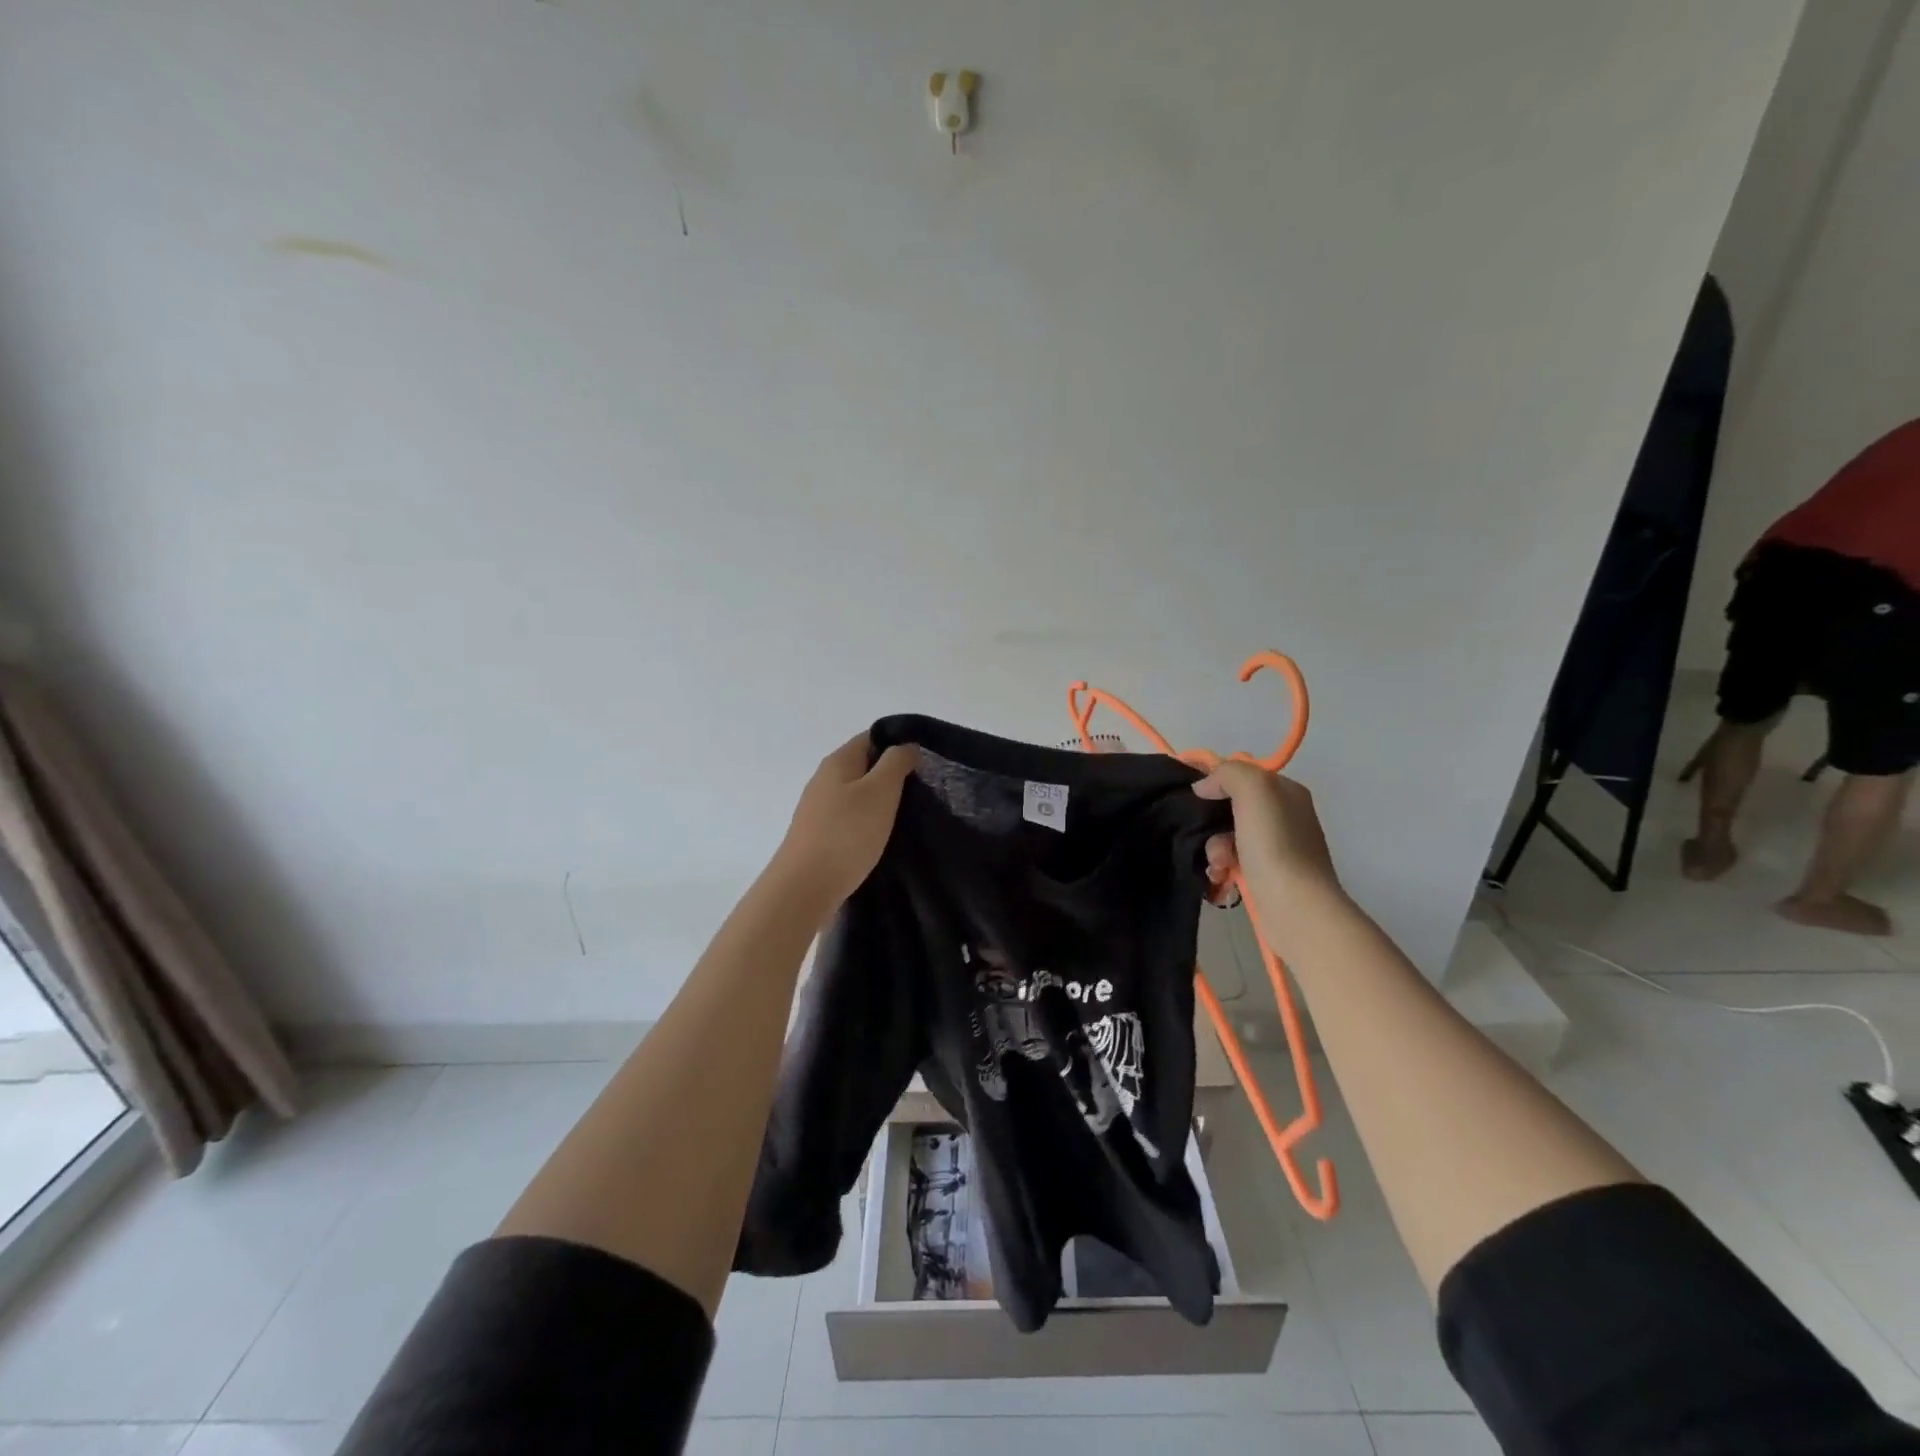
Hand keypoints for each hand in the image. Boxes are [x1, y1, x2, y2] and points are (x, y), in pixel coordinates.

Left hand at [774, 734, 918, 908]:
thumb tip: (906, 746)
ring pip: (857, 794)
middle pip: (864, 766)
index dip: (898, 744)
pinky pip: (850, 818)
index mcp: (838, 762)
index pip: (871, 738)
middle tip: (921, 791)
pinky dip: (868, 822)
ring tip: (906, 816)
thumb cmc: (847, 834)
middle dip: (892, 775)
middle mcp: (824, 780)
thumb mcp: (880, 791)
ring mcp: (818, 809)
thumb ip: (896, 763)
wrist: (804, 887)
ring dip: (880, 801)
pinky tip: (882, 837)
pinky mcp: (819, 835)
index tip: (924, 763)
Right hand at [1195, 760, 1341, 907]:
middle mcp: (1285, 817)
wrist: (1296, 908)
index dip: (1216, 781)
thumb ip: (1228, 774)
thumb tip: (1204, 786)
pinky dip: (1221, 869)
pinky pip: (1232, 863)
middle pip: (1231, 808)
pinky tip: (1220, 878)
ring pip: (1227, 837)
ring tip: (1218, 866)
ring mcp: (1277, 849)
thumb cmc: (1276, 845)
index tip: (1195, 795)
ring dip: (1214, 849)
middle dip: (1212, 822)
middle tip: (1207, 837)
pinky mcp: (1267, 877)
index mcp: (1286, 792)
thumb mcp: (1254, 790)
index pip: (1243, 775)